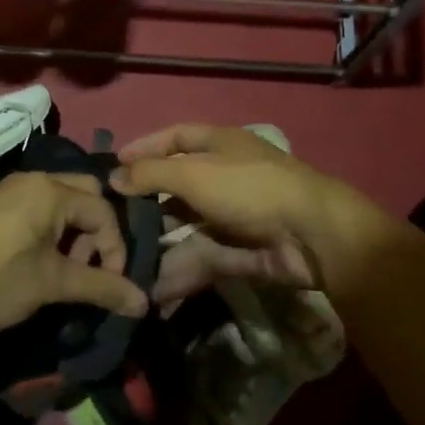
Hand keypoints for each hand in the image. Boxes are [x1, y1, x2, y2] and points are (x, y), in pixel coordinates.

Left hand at [0, 172, 149, 340]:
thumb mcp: (50, 284)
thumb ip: (100, 288)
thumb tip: (144, 302)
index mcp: (51, 189)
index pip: (104, 210)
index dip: (116, 248)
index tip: (110, 285)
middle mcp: (32, 179)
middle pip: (84, 195)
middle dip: (96, 233)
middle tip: (88, 269)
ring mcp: (9, 189)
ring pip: (59, 202)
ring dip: (72, 233)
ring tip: (62, 272)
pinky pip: (36, 207)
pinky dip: (49, 230)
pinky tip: (36, 263)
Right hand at [112, 124, 390, 296]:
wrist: (311, 234)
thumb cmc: (248, 187)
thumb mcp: (194, 173)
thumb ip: (151, 174)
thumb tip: (114, 176)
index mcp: (219, 144)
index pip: (176, 137)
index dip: (145, 148)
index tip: (114, 165)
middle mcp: (226, 176)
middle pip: (179, 186)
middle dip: (148, 203)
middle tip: (113, 221)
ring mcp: (235, 216)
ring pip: (189, 227)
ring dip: (161, 244)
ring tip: (126, 262)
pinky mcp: (243, 251)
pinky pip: (204, 258)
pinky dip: (182, 271)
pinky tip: (154, 287)